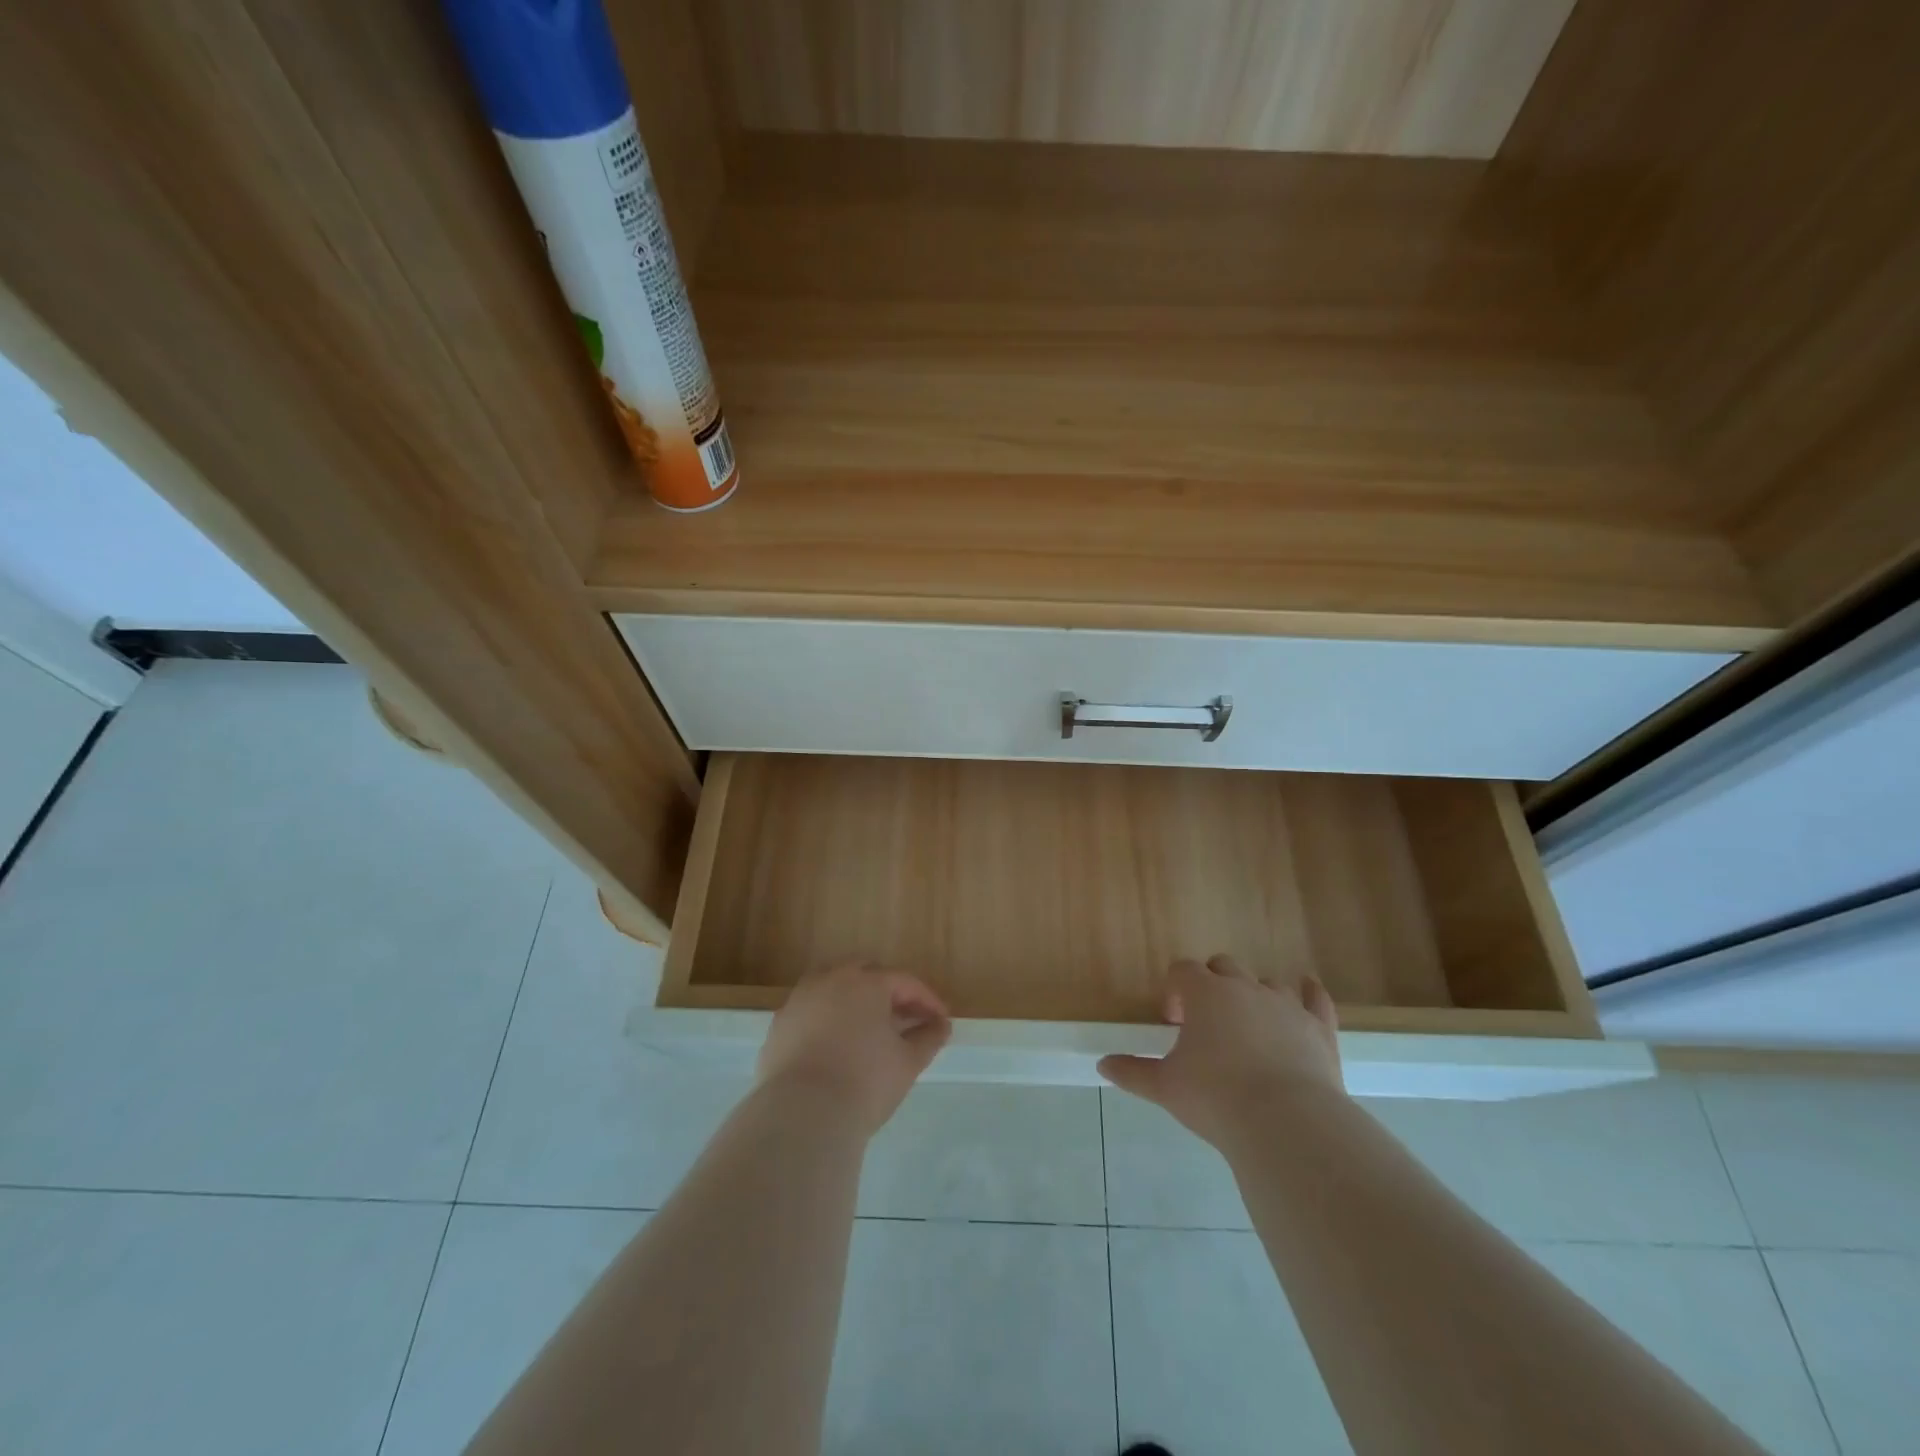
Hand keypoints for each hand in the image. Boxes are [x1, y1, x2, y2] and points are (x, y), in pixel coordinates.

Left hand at [756, 961, 952, 1134]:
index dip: (927, 999)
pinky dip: (827, 1018)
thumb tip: (941, 1025)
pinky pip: (811, 1010)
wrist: (801, 1115)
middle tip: (905, 1017)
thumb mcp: (907, 1062)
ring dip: (854, 1000)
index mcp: (866, 982)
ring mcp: (800, 999)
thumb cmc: (865, 1082)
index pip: (904, 981)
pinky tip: (835, 1044)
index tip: (941, 1020)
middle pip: (866, 973)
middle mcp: (831, 980)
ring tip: (869, 1028)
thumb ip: (928, 1038)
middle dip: (888, 990)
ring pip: (833, 986)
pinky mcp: (780, 1024)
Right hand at [1098, 955, 1343, 1148]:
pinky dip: (1309, 992)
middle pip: (1224, 966)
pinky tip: (1307, 989)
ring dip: (1254, 995)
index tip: (1173, 1022)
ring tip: (1248, 1027)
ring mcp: (1286, 1005)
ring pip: (1266, 982)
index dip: (1175, 990)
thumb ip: (1132, 1072)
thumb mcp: (1165, 1087)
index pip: (1183, 970)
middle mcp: (1245, 988)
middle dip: (1212, 985)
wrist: (1286, 1123)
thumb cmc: (1215, 1097)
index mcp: (1205, 993)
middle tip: (1206, 1023)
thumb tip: (1102, 1065)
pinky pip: (1315, 998)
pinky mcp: (1319, 1027)